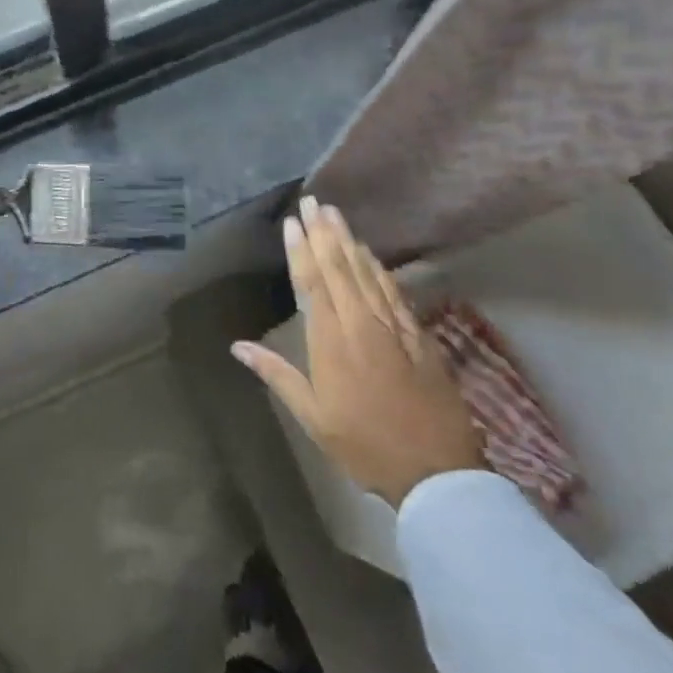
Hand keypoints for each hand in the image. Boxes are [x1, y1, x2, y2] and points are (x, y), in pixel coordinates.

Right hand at [234, 195, 482, 506]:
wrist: (435, 471)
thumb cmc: (364, 445)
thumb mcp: (313, 417)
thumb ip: (277, 374)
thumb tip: (237, 346)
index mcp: (331, 342)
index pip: (312, 284)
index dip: (301, 251)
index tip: (292, 223)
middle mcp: (361, 324)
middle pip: (340, 268)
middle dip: (324, 233)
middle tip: (314, 202)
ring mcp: (392, 326)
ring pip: (367, 273)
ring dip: (350, 241)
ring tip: (336, 215)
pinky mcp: (417, 334)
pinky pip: (393, 290)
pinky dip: (378, 268)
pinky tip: (369, 254)